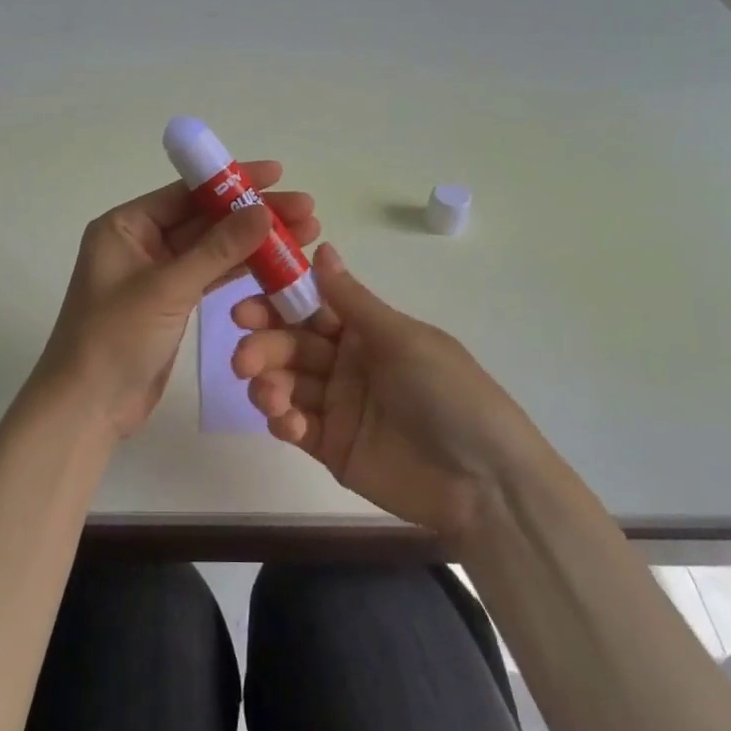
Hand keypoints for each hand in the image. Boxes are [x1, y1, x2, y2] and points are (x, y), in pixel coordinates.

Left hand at [36, 163, 319, 436]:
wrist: (88, 407)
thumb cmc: (115, 338)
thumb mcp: (167, 288)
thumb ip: (217, 249)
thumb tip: (263, 211)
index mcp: (125, 226)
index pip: (187, 193)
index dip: (234, 182)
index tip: (278, 174)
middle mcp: (140, 242)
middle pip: (205, 219)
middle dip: (253, 214)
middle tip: (307, 210)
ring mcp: (157, 274)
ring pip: (213, 249)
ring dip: (255, 243)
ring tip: (306, 235)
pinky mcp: (172, 303)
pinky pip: (211, 277)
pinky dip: (242, 271)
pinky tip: (279, 265)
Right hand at [231, 242, 543, 540]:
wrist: (486, 483)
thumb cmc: (449, 395)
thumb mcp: (403, 340)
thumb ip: (352, 301)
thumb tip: (321, 247)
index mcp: (366, 332)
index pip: (309, 310)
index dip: (274, 306)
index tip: (244, 309)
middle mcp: (347, 364)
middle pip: (291, 347)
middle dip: (264, 348)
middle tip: (244, 359)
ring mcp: (338, 407)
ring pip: (287, 385)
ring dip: (268, 384)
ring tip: (267, 394)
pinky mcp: (332, 448)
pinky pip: (296, 427)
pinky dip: (283, 421)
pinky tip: (287, 422)